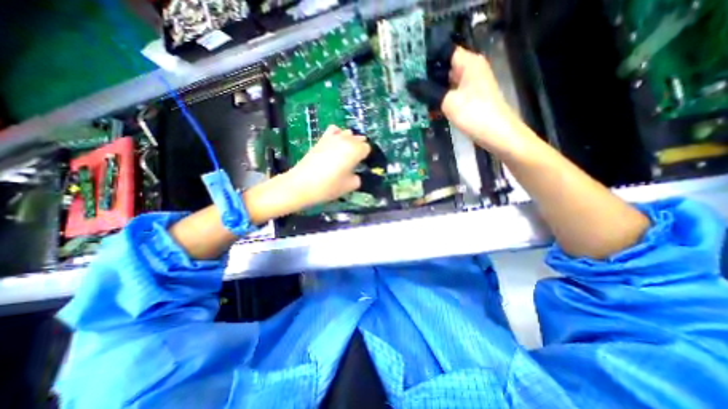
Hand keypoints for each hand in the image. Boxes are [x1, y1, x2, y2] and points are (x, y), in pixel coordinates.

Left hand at [284, 124, 370, 208]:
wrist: (301, 184)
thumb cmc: (328, 186)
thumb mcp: (349, 187)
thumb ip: (357, 179)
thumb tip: (356, 175)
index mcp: (354, 151)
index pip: (367, 148)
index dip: (366, 157)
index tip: (362, 165)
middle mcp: (345, 140)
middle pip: (358, 138)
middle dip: (359, 148)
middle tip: (354, 162)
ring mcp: (332, 138)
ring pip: (347, 133)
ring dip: (350, 141)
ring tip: (345, 153)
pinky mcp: (321, 139)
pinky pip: (334, 129)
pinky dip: (337, 134)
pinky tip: (335, 143)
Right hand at [409, 47, 529, 158]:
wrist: (497, 134)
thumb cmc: (474, 113)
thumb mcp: (449, 102)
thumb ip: (429, 91)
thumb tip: (411, 85)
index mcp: (468, 63)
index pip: (444, 52)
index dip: (427, 58)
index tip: (410, 67)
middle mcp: (470, 70)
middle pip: (444, 68)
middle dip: (427, 77)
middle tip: (408, 84)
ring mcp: (470, 85)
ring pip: (446, 84)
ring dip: (432, 90)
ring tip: (412, 95)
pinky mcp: (469, 99)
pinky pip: (450, 95)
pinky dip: (440, 100)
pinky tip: (426, 107)